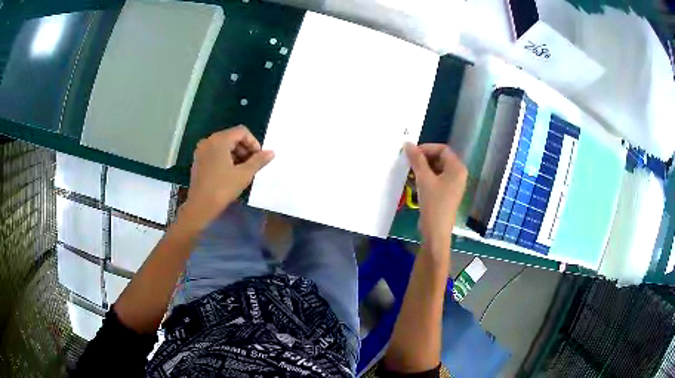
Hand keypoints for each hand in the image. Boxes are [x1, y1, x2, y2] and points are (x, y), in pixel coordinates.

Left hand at [181, 126, 273, 228]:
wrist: (200, 206)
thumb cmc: (222, 188)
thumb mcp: (244, 174)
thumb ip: (258, 161)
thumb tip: (271, 152)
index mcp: (219, 140)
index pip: (241, 132)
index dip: (253, 143)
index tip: (258, 158)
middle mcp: (208, 141)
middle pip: (232, 137)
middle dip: (245, 149)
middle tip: (252, 165)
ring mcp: (201, 150)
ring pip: (223, 145)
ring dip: (236, 154)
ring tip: (242, 171)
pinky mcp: (198, 160)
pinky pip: (215, 153)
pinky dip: (225, 158)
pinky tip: (230, 173)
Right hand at [405, 143, 466, 250]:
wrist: (436, 231)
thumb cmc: (433, 203)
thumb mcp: (424, 179)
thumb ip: (416, 159)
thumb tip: (408, 143)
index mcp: (457, 168)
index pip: (442, 149)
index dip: (426, 148)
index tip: (411, 153)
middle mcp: (457, 174)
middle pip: (440, 158)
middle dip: (423, 159)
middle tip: (408, 162)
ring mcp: (452, 185)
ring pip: (436, 169)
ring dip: (422, 169)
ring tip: (408, 172)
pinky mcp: (445, 194)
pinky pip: (435, 180)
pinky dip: (424, 178)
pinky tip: (412, 182)